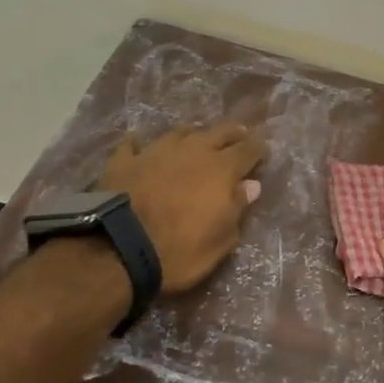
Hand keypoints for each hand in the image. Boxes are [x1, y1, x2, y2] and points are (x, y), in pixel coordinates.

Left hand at [98, 123, 267, 293]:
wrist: (119, 249)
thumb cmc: (179, 251)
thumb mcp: (220, 240)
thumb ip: (237, 208)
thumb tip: (251, 185)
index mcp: (221, 169)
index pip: (248, 150)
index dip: (259, 148)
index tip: (264, 149)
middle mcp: (193, 151)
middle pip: (219, 132)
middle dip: (233, 133)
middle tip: (240, 135)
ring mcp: (156, 152)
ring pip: (180, 132)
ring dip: (193, 135)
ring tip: (197, 138)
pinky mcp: (124, 161)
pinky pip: (133, 146)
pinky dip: (139, 145)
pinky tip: (137, 144)